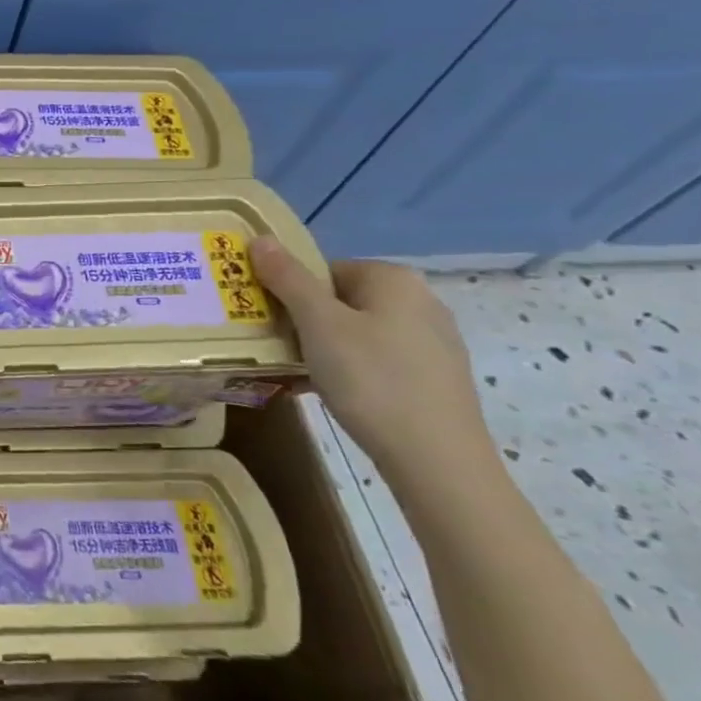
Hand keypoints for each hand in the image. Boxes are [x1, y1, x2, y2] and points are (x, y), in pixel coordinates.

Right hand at [248, 240, 494, 482]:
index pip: (323, 269)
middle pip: (340, 300)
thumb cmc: (372, 380)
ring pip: (357, 332)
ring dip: (323, 349)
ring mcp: (433, 342)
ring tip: (299, 376)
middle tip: (279, 349)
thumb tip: (260, 238)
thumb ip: (287, 278)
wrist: (439, 463)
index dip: (290, 293)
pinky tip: (334, 396)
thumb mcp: (318, 324)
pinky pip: (378, 361)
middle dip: (305, 322)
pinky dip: (351, 371)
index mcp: (394, 279)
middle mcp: (420, 301)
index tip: (270, 321)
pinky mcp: (436, 378)